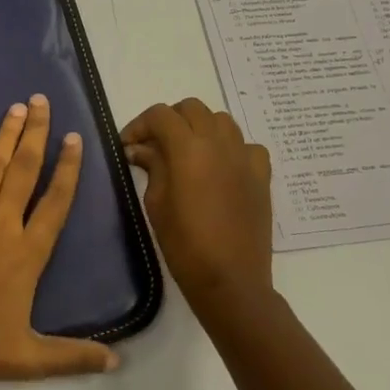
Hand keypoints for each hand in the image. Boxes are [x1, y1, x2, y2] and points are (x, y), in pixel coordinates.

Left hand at [0, 95, 118, 389]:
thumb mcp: (28, 360)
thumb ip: (74, 356)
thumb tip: (118, 363)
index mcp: (28, 253)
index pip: (56, 201)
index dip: (68, 168)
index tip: (75, 138)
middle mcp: (3, 224)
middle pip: (25, 169)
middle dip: (36, 133)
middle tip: (42, 101)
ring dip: (6, 133)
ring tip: (17, 106)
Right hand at [122, 99, 273, 312]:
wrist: (230, 281)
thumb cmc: (185, 245)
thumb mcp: (156, 203)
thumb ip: (151, 166)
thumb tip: (140, 149)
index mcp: (188, 148)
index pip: (160, 115)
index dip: (139, 125)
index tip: (128, 145)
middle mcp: (219, 143)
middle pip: (191, 108)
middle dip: (169, 120)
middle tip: (154, 145)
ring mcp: (244, 156)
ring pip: (221, 120)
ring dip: (200, 127)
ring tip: (187, 152)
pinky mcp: (261, 174)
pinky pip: (246, 145)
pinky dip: (231, 147)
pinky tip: (221, 167)